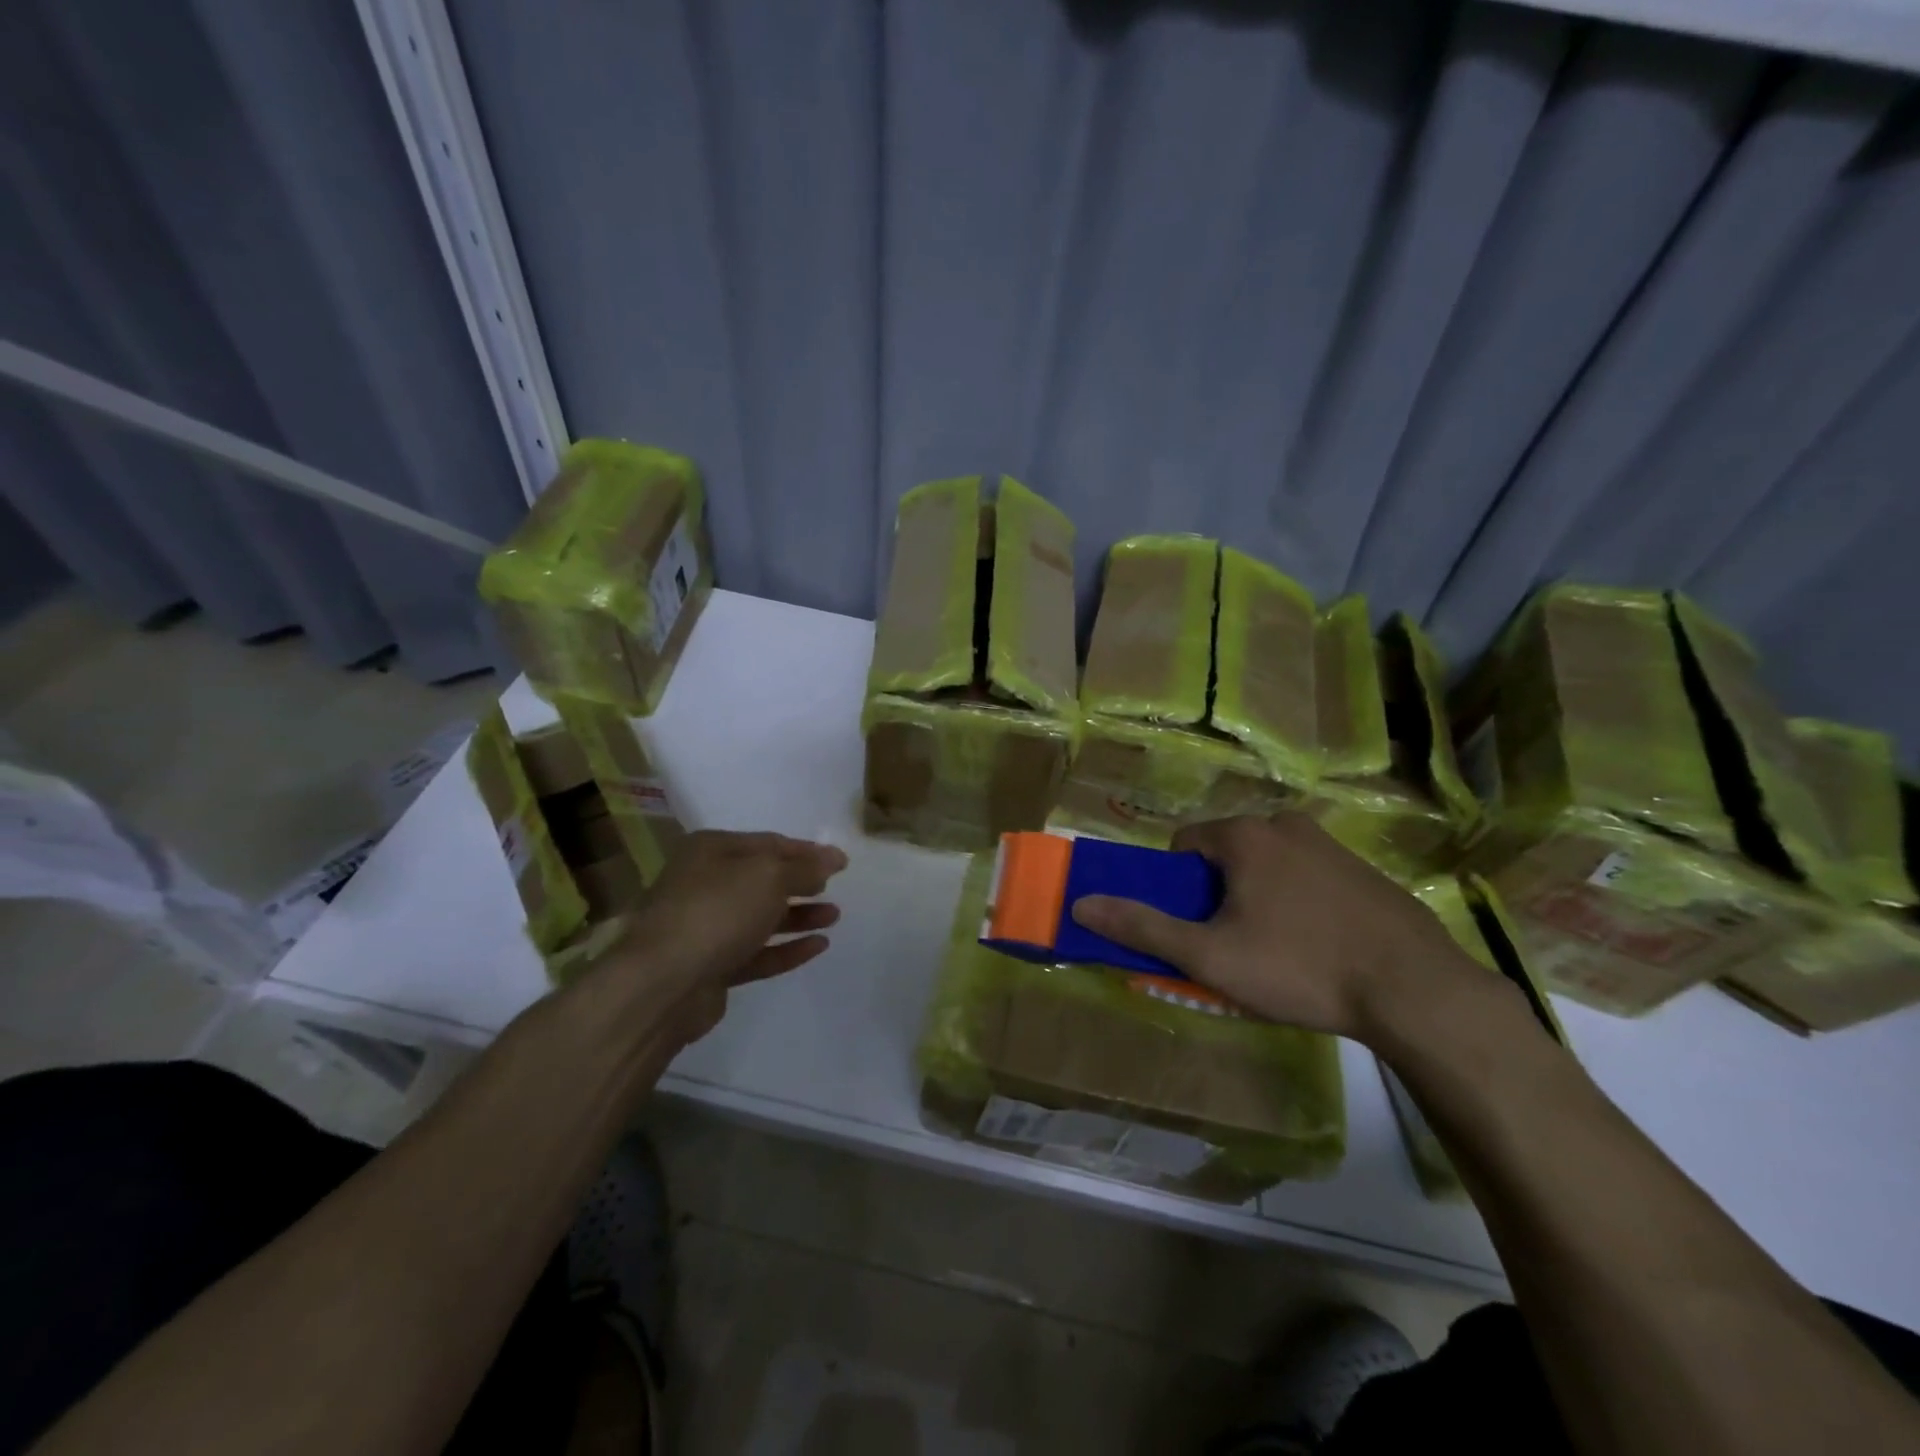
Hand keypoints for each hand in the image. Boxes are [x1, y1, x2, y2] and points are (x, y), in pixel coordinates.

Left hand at [587, 830, 845, 1050]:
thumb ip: (805, 868)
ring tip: (834, 916)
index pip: (768, 843)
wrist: (664, 984)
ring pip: (760, 918)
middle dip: (801, 884)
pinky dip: (786, 948)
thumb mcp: (769, 877)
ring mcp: (706, 928)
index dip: (806, 851)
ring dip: (798, 916)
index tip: (841, 862)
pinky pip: (757, 953)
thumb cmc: (717, 911)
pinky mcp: (712, 967)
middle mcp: (705, 884)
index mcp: (711, 851)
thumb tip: (833, 858)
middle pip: (762, 880)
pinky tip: (819, 946)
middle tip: (834, 888)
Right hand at [1069, 813, 1474, 1039]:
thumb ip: (1143, 928)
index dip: (1177, 888)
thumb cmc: (1299, 967)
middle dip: (1218, 895)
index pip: (1182, 845)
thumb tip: (1081, 904)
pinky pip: (1308, 877)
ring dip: (1257, 898)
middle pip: (1225, 854)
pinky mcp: (1364, 870)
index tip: (1195, 927)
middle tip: (1233, 945)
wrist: (1417, 990)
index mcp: (1244, 835)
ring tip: (1277, 952)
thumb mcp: (1210, 956)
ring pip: (1267, 866)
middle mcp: (1285, 824)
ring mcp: (1331, 844)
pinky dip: (1298, 902)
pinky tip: (1319, 947)